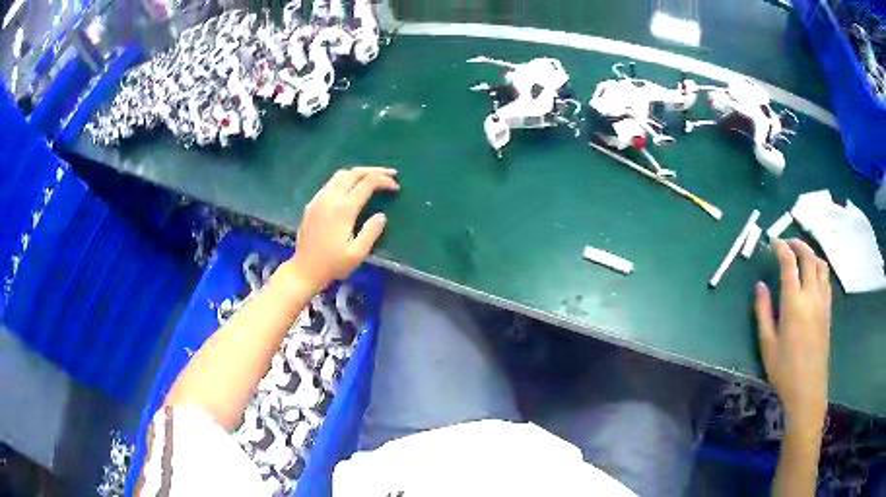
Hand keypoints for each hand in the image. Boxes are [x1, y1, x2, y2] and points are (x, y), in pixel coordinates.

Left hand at [282, 167, 398, 292]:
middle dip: (374, 171)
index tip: (396, 187)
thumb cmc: (332, 264)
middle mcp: (330, 198)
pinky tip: (351, 188)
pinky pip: (330, 183)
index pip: (367, 183)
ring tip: (373, 178)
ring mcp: (319, 199)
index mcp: (343, 209)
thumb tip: (382, 215)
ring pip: (340, 175)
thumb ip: (371, 232)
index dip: (384, 181)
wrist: (304, 270)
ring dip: (359, 173)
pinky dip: (345, 179)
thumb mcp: (357, 253)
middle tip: (390, 174)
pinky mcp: (312, 204)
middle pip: (354, 173)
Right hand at [755, 239, 831, 431]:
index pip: (789, 263)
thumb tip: (760, 285)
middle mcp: (811, 295)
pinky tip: (813, 275)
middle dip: (797, 244)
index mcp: (794, 303)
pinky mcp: (828, 310)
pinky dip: (819, 268)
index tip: (773, 242)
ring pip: (821, 264)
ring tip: (801, 255)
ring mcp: (823, 302)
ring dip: (811, 253)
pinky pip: (826, 279)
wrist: (808, 390)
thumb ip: (763, 311)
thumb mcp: (767, 344)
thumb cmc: (784, 370)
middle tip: (786, 243)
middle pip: (808, 257)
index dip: (781, 248)